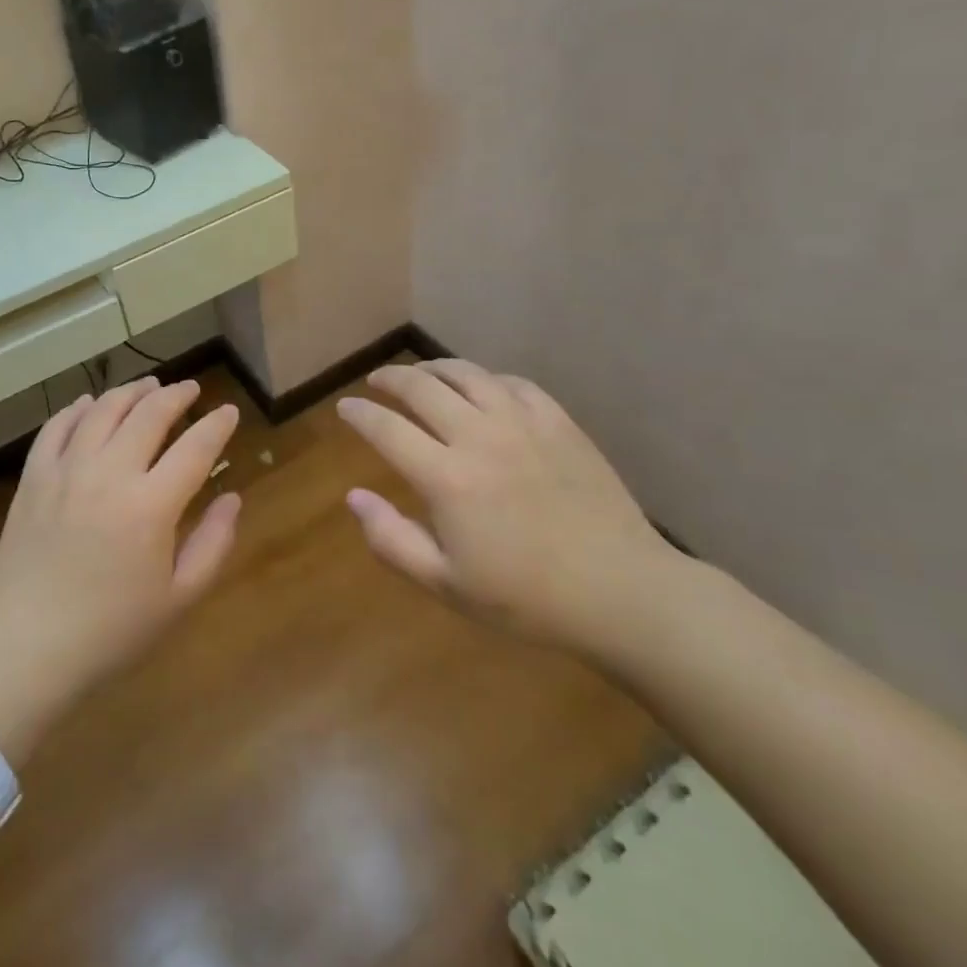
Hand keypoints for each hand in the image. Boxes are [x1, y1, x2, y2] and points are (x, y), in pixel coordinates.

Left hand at [0, 377, 240, 740]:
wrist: (25, 649)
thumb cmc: (111, 632)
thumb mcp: (178, 599)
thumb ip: (212, 543)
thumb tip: (232, 498)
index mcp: (151, 506)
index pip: (195, 448)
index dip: (217, 425)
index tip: (229, 411)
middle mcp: (109, 474)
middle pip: (149, 414)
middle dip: (176, 395)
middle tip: (191, 389)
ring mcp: (66, 471)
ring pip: (103, 410)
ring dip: (131, 391)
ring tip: (149, 385)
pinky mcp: (34, 478)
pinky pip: (57, 427)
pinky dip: (77, 408)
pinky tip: (90, 403)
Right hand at [336, 359, 681, 654]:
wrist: (621, 591)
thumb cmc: (527, 598)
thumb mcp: (446, 584)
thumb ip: (392, 539)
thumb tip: (353, 497)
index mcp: (446, 478)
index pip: (387, 429)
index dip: (359, 414)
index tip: (345, 407)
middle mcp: (478, 437)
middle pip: (422, 388)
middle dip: (391, 379)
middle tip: (376, 382)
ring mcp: (522, 424)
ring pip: (467, 374)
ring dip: (434, 368)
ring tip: (421, 373)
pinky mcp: (559, 422)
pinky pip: (513, 383)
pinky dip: (486, 378)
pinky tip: (482, 387)